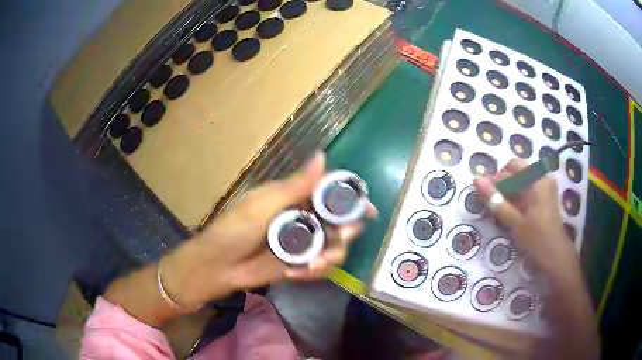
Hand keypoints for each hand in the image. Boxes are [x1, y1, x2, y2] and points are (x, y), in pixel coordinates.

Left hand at [162, 152, 376, 307]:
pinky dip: (313, 271)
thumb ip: (296, 186)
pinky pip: (320, 267)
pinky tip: (295, 273)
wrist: (218, 265)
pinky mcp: (299, 264)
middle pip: (340, 223)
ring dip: (330, 256)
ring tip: (312, 264)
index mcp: (295, 197)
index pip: (331, 193)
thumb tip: (323, 155)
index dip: (351, 199)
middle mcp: (304, 218)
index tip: (367, 211)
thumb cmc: (236, 229)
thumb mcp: (264, 205)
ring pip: (334, 247)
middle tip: (340, 238)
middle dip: (345, 232)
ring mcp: (303, 243)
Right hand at [473, 158, 575, 273]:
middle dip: (503, 183)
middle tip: (493, 200)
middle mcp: (542, 176)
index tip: (483, 193)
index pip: (509, 171)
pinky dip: (518, 194)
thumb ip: (495, 200)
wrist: (555, 254)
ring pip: (522, 178)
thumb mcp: (513, 221)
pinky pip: (529, 185)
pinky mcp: (547, 192)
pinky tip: (513, 208)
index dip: (494, 181)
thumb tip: (476, 180)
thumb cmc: (535, 238)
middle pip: (516, 170)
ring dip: (510, 189)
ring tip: (501, 206)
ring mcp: (546, 183)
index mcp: (536, 180)